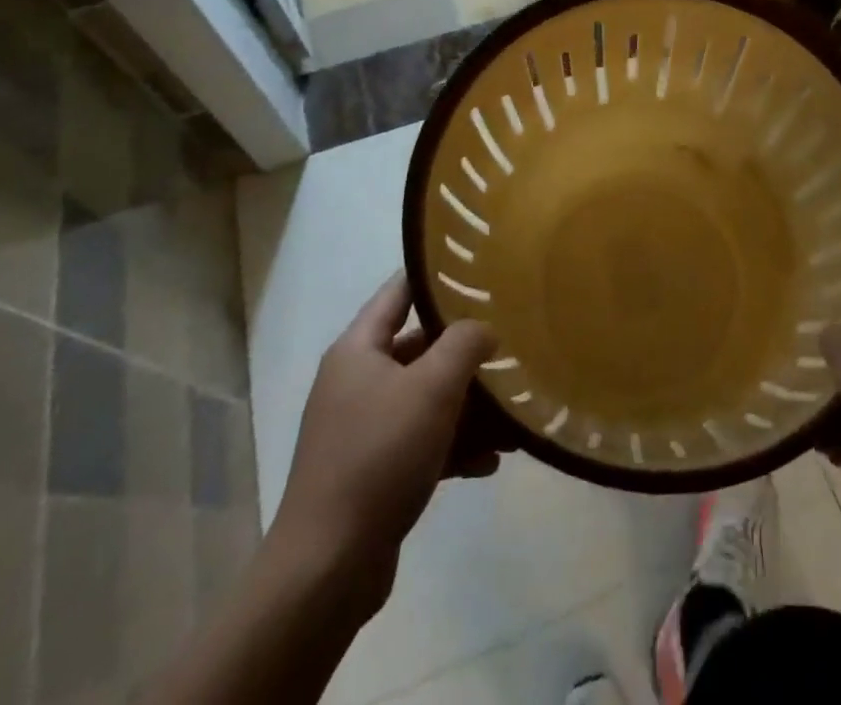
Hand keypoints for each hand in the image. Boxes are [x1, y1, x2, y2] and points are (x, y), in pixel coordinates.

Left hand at [267, 275, 501, 608]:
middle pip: (420, 349)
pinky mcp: (372, 472)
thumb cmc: (379, 457)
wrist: (327, 568)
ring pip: (426, 400)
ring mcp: (362, 429)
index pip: (399, 291)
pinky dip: (455, 447)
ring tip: (513, 418)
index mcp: (358, 350)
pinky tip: (491, 462)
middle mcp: (356, 382)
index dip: (436, 277)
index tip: (480, 272)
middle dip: (466, 353)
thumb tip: (483, 328)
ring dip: (469, 407)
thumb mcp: (432, 388)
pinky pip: (422, 443)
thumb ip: (464, 343)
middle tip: (511, 347)